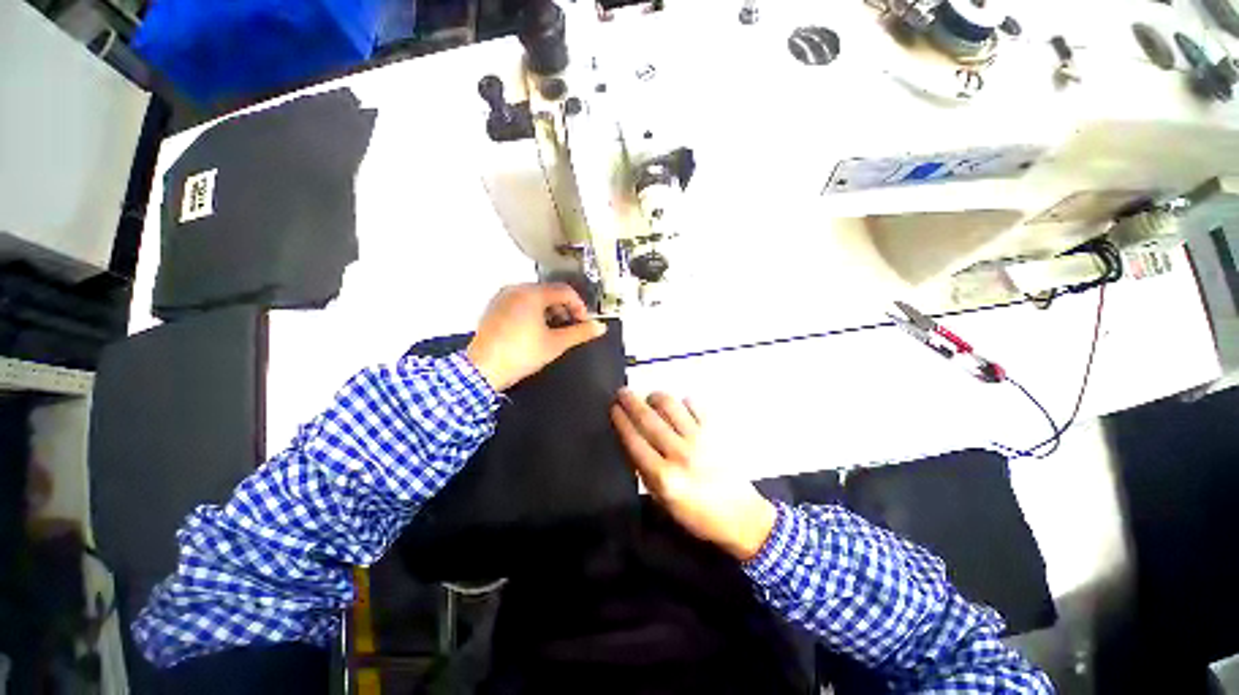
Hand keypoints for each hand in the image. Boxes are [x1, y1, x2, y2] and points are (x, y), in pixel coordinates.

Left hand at [466, 284, 607, 390]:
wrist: (482, 370)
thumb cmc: (520, 355)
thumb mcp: (556, 344)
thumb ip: (581, 333)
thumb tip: (600, 327)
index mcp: (531, 294)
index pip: (565, 291)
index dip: (579, 307)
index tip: (584, 323)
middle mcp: (515, 290)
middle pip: (550, 292)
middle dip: (565, 309)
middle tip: (571, 328)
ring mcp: (503, 298)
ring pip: (535, 298)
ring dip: (550, 312)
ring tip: (555, 331)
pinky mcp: (495, 308)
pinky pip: (521, 303)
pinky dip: (534, 313)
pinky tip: (536, 331)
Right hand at [611, 389, 776, 561]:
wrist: (742, 517)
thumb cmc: (698, 515)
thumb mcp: (664, 503)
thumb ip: (646, 473)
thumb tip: (632, 442)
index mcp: (663, 477)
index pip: (635, 441)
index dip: (621, 421)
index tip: (613, 408)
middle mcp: (679, 454)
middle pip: (649, 420)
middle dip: (631, 402)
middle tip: (622, 392)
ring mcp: (699, 439)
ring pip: (671, 407)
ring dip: (656, 397)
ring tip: (650, 397)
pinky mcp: (716, 431)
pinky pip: (695, 406)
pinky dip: (684, 401)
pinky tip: (680, 406)